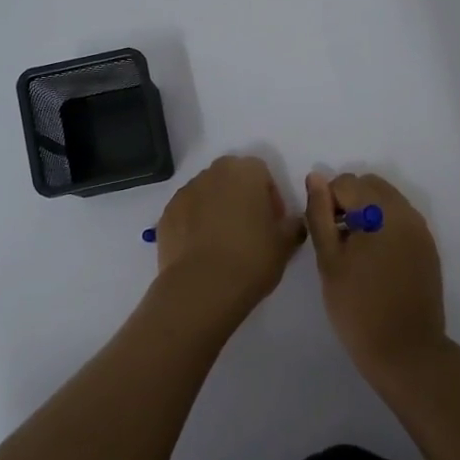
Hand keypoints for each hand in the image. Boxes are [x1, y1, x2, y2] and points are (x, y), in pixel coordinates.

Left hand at [153, 155, 306, 307]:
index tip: (273, 223)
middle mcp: (212, 174)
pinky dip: (195, 225)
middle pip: (231, 179)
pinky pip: (187, 214)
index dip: (270, 197)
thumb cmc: (251, 258)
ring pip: (207, 195)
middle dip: (241, 198)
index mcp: (244, 172)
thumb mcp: (285, 244)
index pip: (262, 173)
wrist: (202, 288)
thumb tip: (293, 222)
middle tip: (251, 230)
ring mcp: (184, 193)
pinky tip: (203, 252)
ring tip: (224, 244)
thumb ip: (293, 225)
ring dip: (217, 210)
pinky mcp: (165, 216)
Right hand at [304, 171, 449, 377]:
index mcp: (380, 211)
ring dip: (367, 214)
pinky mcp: (428, 247)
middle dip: (349, 202)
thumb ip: (320, 214)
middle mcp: (405, 212)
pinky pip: (401, 221)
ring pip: (387, 201)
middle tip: (336, 240)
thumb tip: (315, 177)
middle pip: (369, 186)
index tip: (324, 234)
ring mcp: (421, 230)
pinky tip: (374, 261)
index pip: (346, 182)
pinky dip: (384, 228)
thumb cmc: (357, 307)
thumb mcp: (329, 260)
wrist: (405, 350)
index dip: (327, 202)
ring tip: (354, 252)